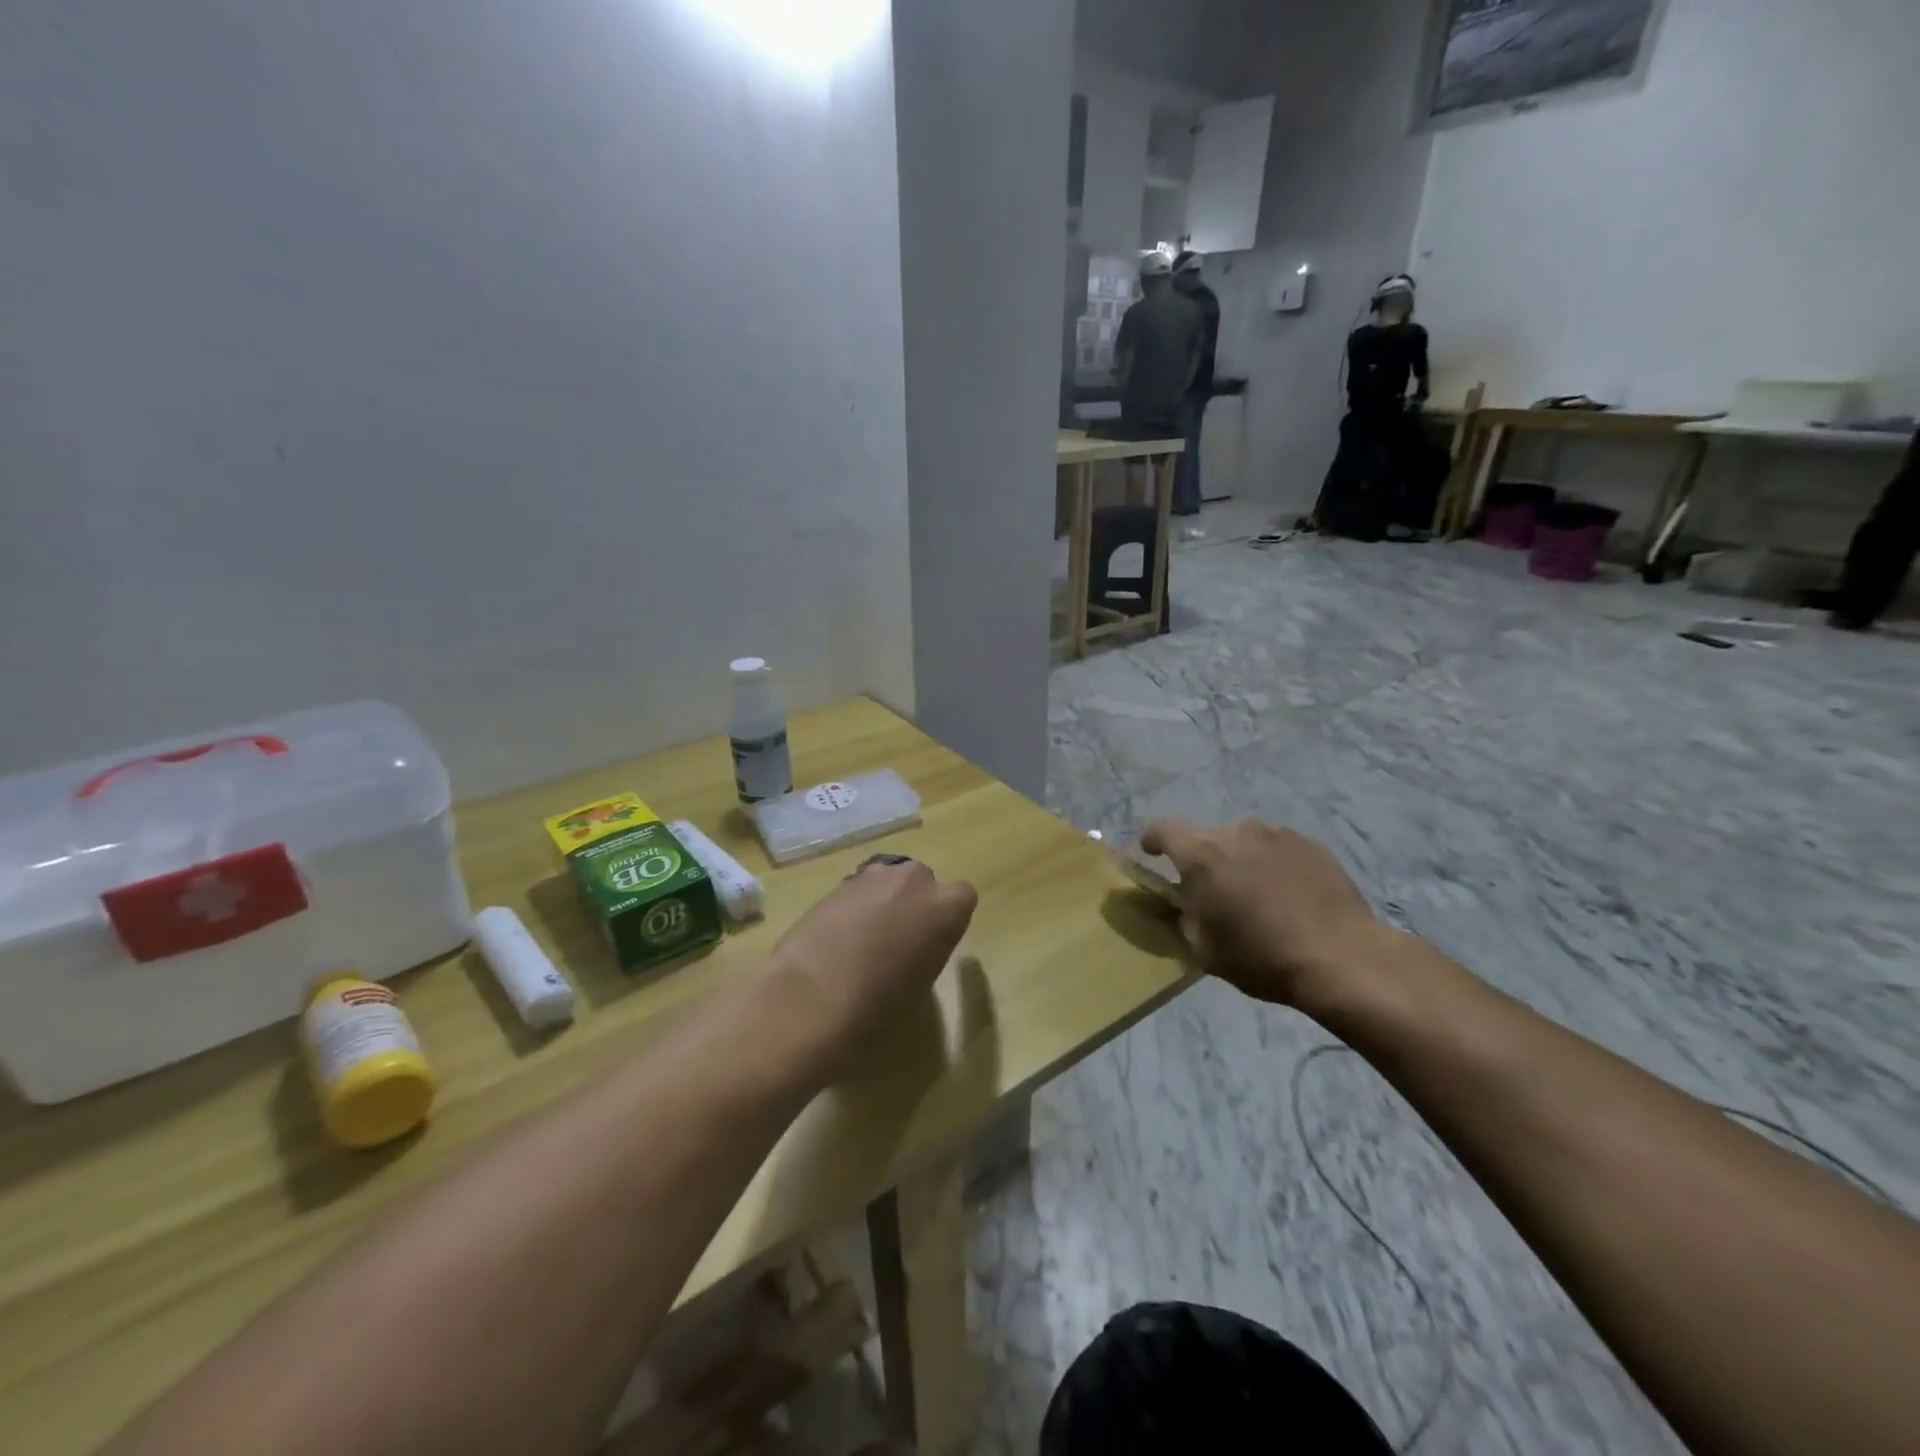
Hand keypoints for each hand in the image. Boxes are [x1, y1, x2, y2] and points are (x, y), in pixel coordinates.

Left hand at [765, 858, 976, 1067]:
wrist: (812, 999)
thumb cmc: (879, 1007)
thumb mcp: (920, 987)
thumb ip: (925, 953)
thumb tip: (910, 950)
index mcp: (946, 908)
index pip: (962, 897)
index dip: (945, 918)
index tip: (932, 941)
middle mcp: (914, 880)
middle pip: (920, 881)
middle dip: (911, 902)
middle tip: (895, 939)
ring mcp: (872, 876)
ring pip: (885, 882)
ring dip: (879, 901)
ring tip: (860, 940)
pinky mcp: (836, 883)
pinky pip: (855, 891)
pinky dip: (850, 908)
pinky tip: (834, 939)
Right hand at [1139, 818, 1391, 1012]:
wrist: (1340, 957)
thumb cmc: (1260, 956)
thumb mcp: (1203, 948)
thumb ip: (1185, 916)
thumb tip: (1187, 903)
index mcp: (1201, 854)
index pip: (1162, 830)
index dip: (1152, 840)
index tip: (1151, 854)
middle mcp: (1236, 832)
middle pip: (1207, 838)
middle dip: (1203, 860)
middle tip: (1214, 892)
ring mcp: (1277, 834)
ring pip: (1244, 842)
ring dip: (1240, 861)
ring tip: (1256, 895)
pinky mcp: (1311, 844)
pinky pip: (1278, 849)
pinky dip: (1273, 866)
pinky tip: (1288, 896)